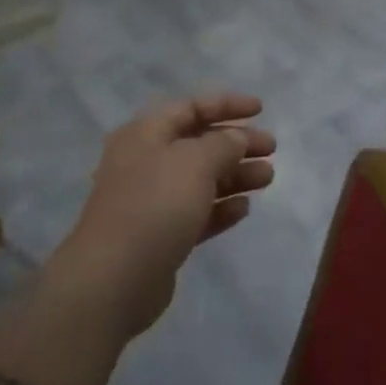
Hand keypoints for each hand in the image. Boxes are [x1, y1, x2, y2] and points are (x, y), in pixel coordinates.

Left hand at [41, 94, 276, 340]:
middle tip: (271, 148)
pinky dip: (221, 207)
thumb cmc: (154, 206)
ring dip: (236, 175)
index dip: (226, 104)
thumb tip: (236, 138)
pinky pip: (197, 213)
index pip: (190, 107)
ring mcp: (152, 201)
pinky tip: (244, 208)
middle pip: (199, 144)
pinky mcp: (161, 236)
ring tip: (268, 178)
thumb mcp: (195, 162)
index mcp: (145, 135)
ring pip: (202, 180)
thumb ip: (223, 143)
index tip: (261, 110)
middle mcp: (146, 162)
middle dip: (237, 143)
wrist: (114, 280)